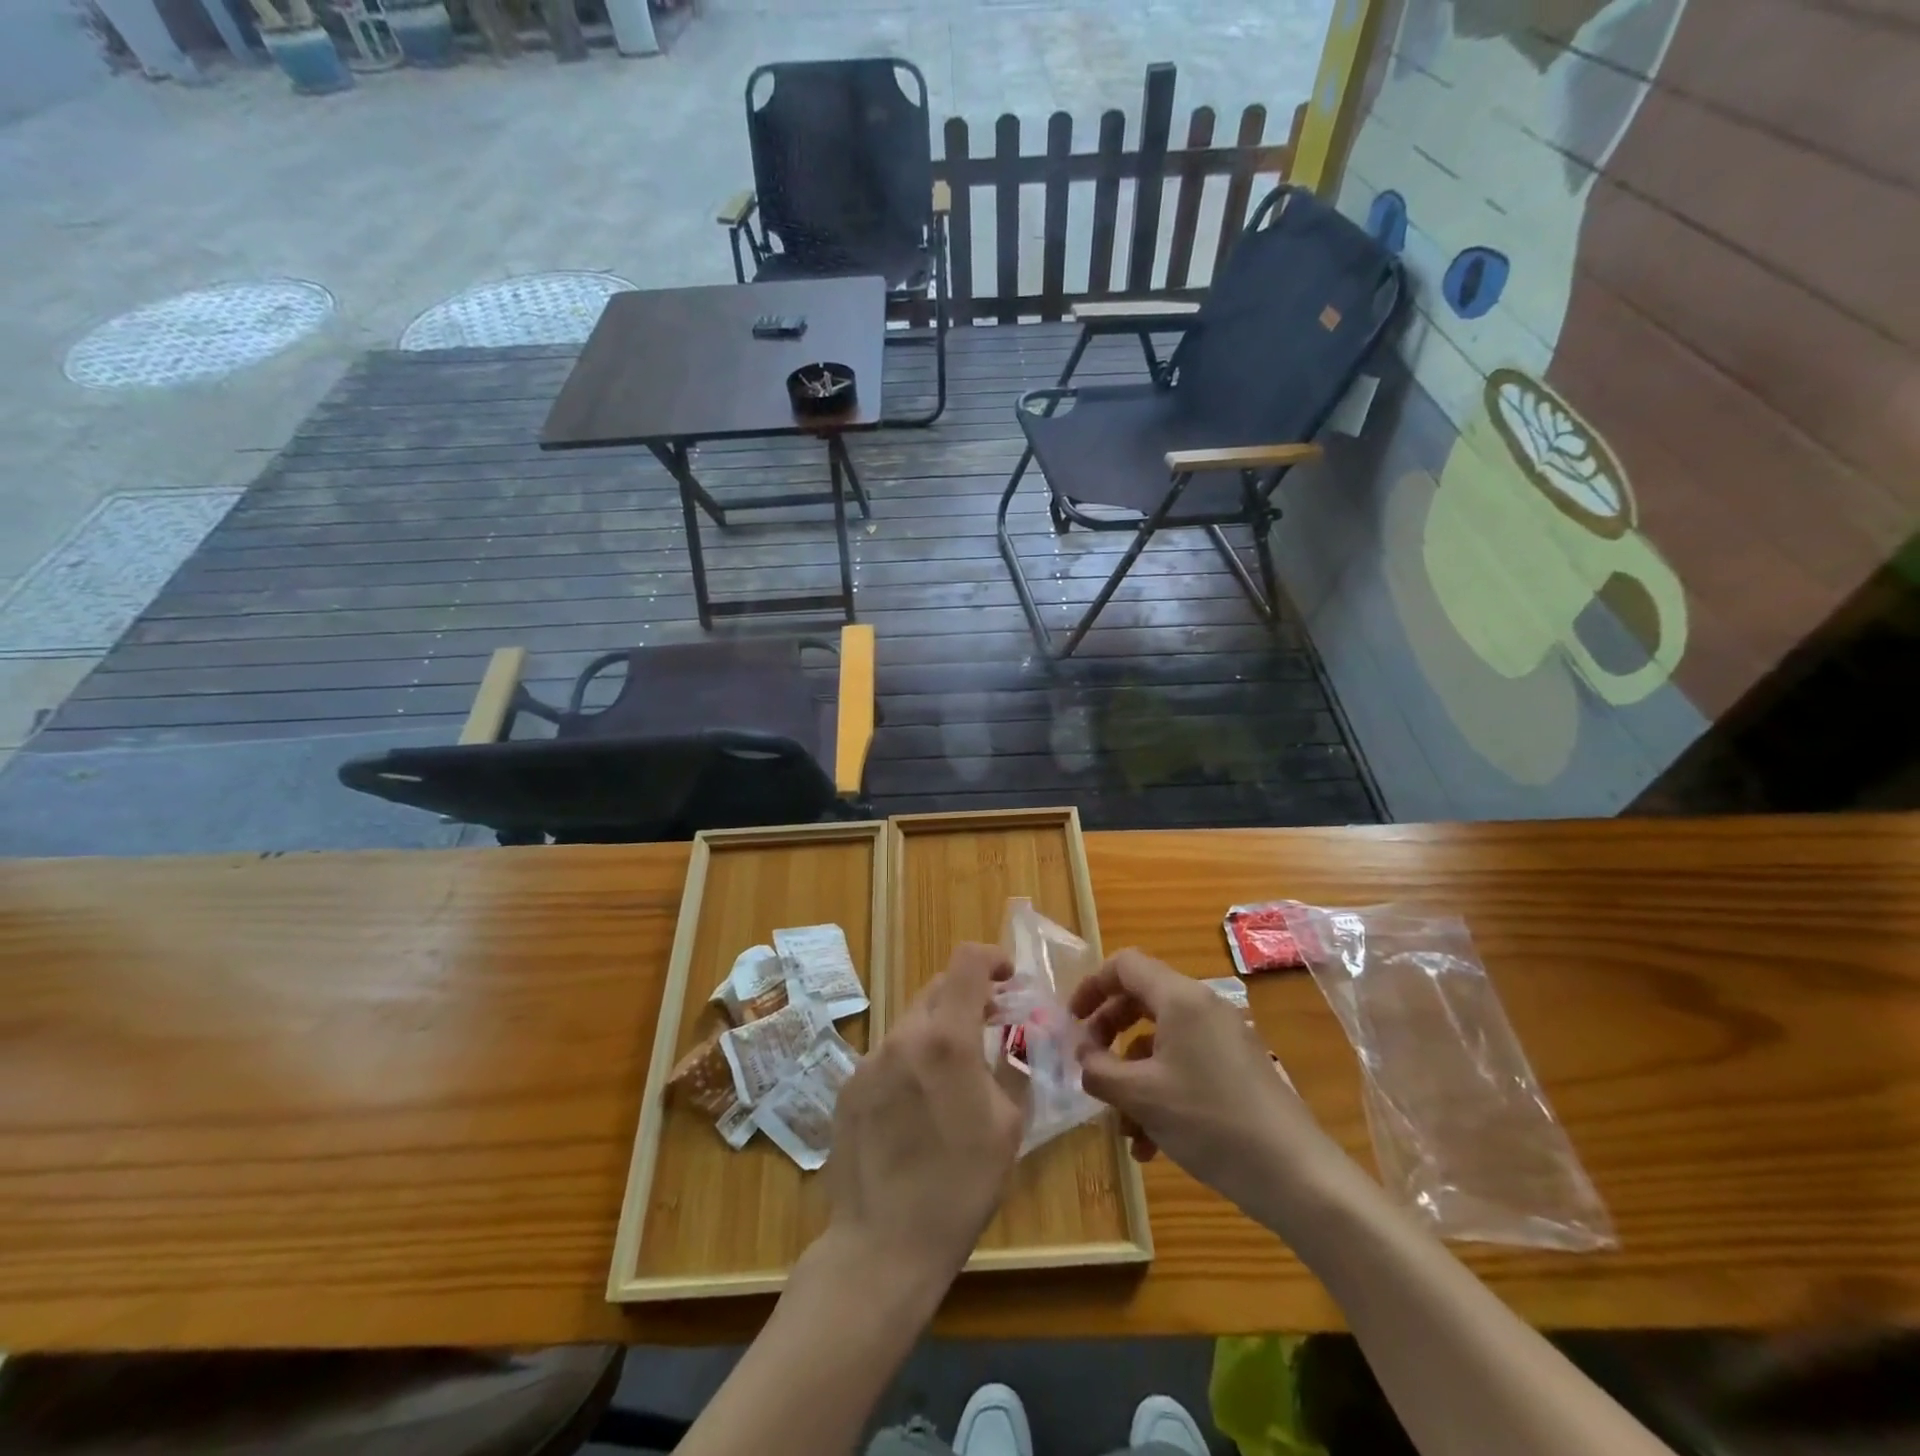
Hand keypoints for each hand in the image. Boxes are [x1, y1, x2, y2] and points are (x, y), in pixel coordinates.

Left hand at [825, 943, 1029, 1290]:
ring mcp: (868, 1061)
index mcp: (946, 1039)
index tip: (1008, 977)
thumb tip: (1014, 1038)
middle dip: (967, 996)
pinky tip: (916, 1108)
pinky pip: (887, 1057)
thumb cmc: (960, 1188)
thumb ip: (1009, 1066)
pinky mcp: (847, 1087)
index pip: (966, 962)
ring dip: (937, 1032)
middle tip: (989, 1025)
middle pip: (937, 989)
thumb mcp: (1007, 1126)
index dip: (991, 958)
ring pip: (911, 1023)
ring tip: (952, 1076)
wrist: (883, 1245)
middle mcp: (903, 1036)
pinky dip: (909, 1062)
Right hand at [1070, 949, 1339, 1217]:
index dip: (1091, 987)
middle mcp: (1203, 1007)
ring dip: (1133, 1078)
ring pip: (1161, 1043)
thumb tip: (1083, 1055)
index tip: (1071, 1022)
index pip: (1124, 965)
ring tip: (1123, 1128)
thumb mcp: (1141, 1096)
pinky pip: (1186, 1066)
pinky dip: (1161, 1094)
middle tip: (1089, 1066)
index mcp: (1179, 998)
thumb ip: (1099, 1069)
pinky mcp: (1237, 1070)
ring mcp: (1224, 1039)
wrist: (1296, 1175)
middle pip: (1141, 1001)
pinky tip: (1151, 1146)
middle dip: (1109, 1034)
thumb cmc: (1210, 1122)